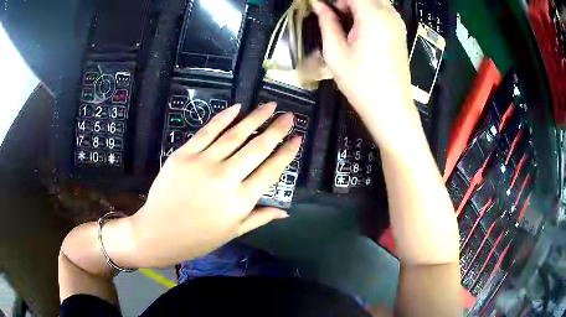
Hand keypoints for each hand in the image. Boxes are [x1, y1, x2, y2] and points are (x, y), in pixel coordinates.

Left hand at [129, 103, 300, 266]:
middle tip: (289, 116)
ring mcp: (203, 163)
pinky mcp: (184, 154)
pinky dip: (223, 118)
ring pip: (235, 135)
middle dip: (276, 129)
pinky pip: (207, 132)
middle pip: (257, 148)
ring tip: (270, 106)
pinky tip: (237, 108)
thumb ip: (259, 218)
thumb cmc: (197, 238)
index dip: (286, 153)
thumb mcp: (232, 232)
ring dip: (254, 118)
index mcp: (240, 201)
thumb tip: (285, 212)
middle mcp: (225, 178)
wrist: (158, 233)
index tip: (297, 138)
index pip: (270, 171)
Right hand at [312, 0, 421, 151]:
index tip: (320, 7)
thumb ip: (326, 22)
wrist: (391, 109)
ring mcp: (397, 24)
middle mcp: (389, 14)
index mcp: (373, 15)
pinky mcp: (399, 33)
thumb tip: (318, 4)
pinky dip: (366, 13)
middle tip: (331, 17)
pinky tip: (357, 30)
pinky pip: (381, 12)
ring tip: (342, 24)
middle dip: (345, 2)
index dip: (334, 0)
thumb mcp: (335, 51)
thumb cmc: (361, 83)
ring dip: (355, 7)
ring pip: (374, 2)